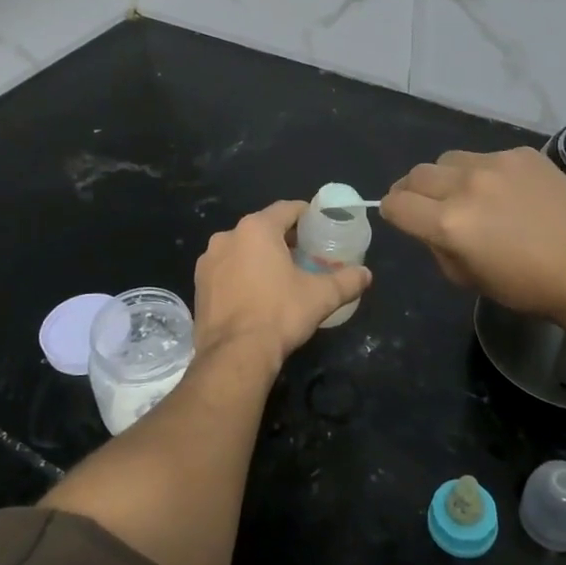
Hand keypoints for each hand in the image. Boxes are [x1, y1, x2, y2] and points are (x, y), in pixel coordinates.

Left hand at [193, 201, 372, 370]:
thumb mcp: (321, 296)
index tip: (320, 226)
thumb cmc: (279, 314)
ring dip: (260, 256)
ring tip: (281, 276)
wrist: (234, 355)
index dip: (307, 214)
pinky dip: (242, 275)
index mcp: (256, 229)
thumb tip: (367, 274)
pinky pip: (226, 270)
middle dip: (284, 238)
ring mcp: (208, 261)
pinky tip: (256, 295)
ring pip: (241, 249)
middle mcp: (227, 237)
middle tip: (306, 254)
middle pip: (262, 228)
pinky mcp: (199, 285)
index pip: (287, 209)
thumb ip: (347, 281)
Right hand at [381, 148, 565, 322]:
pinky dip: (485, 172)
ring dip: (447, 177)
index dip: (392, 211)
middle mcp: (465, 186)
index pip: (396, 204)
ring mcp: (495, 164)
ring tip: (468, 194)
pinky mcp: (521, 154)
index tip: (400, 216)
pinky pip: (486, 156)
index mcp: (448, 224)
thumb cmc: (527, 286)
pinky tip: (508, 192)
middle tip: (427, 205)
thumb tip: (427, 226)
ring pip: (448, 159)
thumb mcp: (466, 278)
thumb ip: (437, 246)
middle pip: (416, 175)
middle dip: (413, 191)